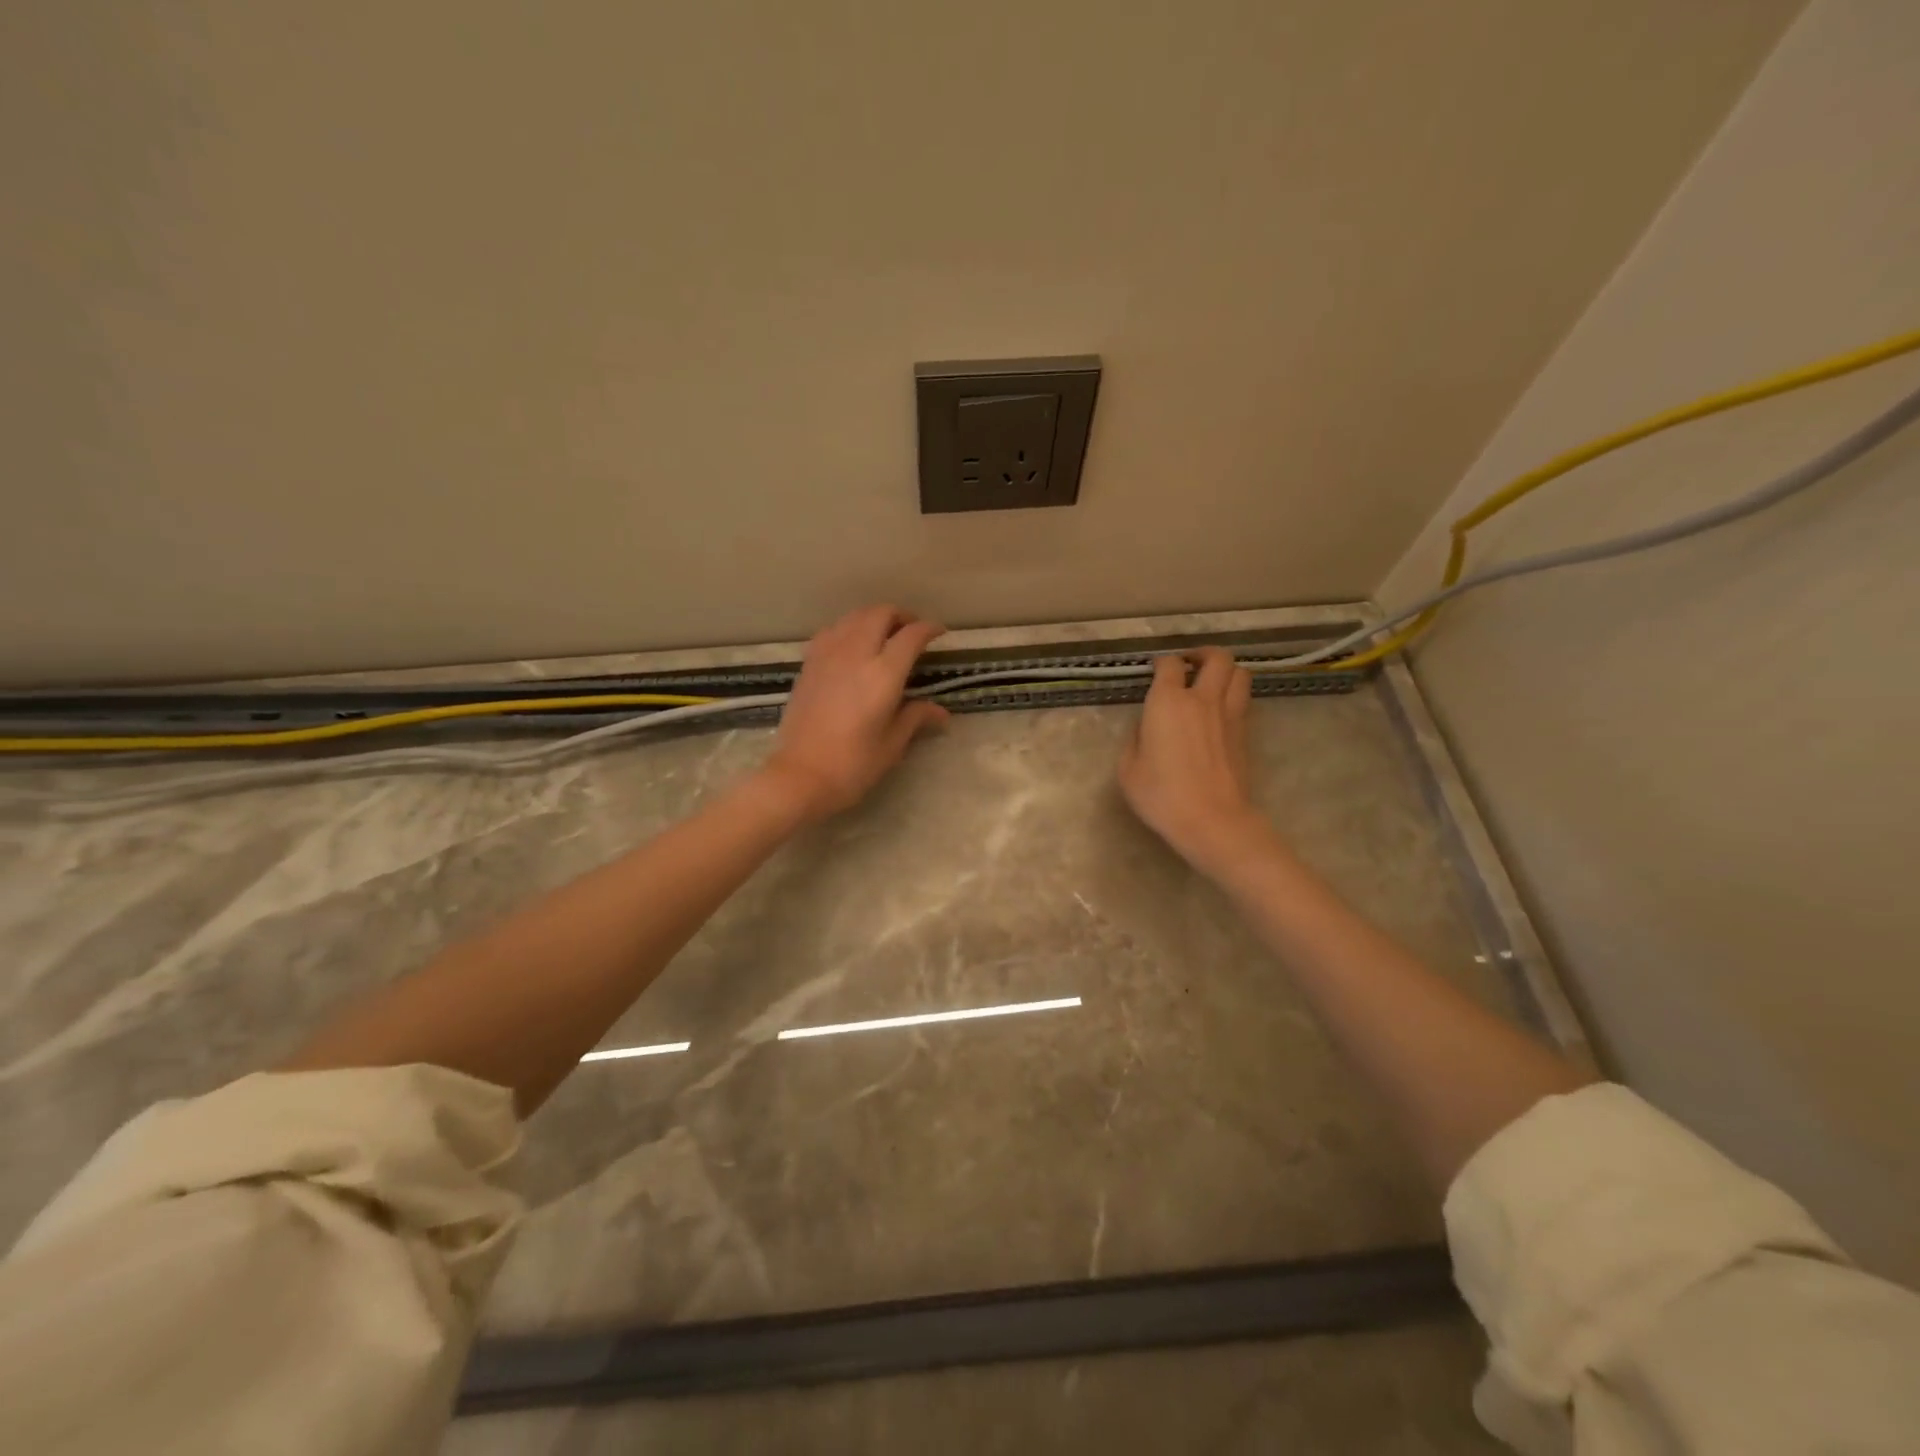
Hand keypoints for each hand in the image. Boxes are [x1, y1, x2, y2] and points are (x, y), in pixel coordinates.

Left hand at [761, 605, 949, 820]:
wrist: (799, 776)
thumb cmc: (853, 765)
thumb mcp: (892, 744)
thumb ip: (916, 718)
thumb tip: (941, 712)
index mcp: (883, 674)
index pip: (911, 636)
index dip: (929, 628)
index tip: (939, 633)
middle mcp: (855, 654)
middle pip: (880, 614)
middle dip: (901, 616)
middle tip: (912, 631)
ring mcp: (828, 656)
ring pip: (854, 616)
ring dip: (873, 618)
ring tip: (884, 635)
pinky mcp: (808, 664)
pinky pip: (832, 631)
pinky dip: (848, 628)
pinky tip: (852, 646)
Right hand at [1119, 648, 1266, 870]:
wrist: (1212, 820)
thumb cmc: (1162, 795)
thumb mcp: (1128, 769)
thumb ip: (1135, 739)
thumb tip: (1146, 726)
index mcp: (1168, 702)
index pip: (1169, 664)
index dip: (1162, 663)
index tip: (1155, 671)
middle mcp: (1202, 699)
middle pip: (1216, 657)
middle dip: (1202, 654)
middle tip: (1189, 666)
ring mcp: (1229, 714)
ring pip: (1240, 673)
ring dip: (1225, 671)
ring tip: (1210, 682)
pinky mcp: (1245, 733)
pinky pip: (1243, 699)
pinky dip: (1233, 694)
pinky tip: (1219, 710)